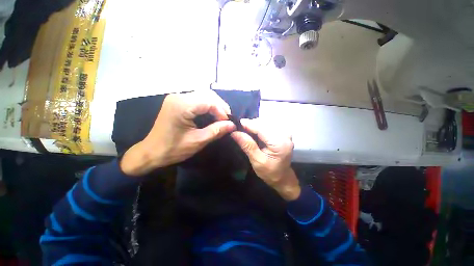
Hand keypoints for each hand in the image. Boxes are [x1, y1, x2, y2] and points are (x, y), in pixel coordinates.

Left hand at [121, 90, 235, 175]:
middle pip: (207, 94)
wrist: (151, 152)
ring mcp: (177, 97)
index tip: (228, 123)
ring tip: (221, 117)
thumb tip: (232, 125)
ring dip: (215, 105)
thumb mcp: (198, 141)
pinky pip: (197, 99)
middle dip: (220, 106)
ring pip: (203, 95)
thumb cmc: (173, 149)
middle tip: (227, 120)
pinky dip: (207, 106)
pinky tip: (212, 114)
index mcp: (182, 106)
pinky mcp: (177, 101)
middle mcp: (179, 96)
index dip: (222, 111)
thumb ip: (216, 131)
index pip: (209, 101)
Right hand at [231, 119, 300, 200]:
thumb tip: (234, 132)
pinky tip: (254, 131)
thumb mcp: (257, 161)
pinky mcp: (283, 131)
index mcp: (280, 143)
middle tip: (239, 129)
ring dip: (254, 124)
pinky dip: (259, 126)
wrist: (282, 176)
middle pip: (264, 122)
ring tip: (246, 131)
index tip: (235, 123)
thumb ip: (247, 145)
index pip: (261, 128)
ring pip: (265, 121)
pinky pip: (269, 124)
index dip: (247, 124)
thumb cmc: (270, 172)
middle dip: (250, 124)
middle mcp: (285, 134)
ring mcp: (285, 132)